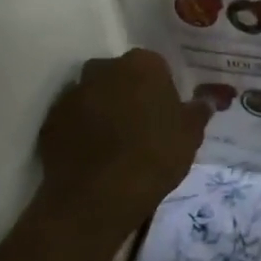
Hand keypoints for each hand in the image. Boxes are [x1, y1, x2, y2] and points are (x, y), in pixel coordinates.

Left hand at [37, 49, 209, 225]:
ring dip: (105, 110)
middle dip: (130, 93)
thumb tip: (209, 98)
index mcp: (142, 64)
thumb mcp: (191, 134)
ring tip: (119, 143)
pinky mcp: (50, 121)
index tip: (168, 112)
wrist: (98, 196)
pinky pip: (73, 119)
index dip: (163, 89)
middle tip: (144, 125)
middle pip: (121, 76)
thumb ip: (200, 109)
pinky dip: (82, 130)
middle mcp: (103, 69)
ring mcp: (72, 94)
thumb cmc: (155, 155)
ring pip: (94, 95)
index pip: (156, 66)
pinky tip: (96, 155)